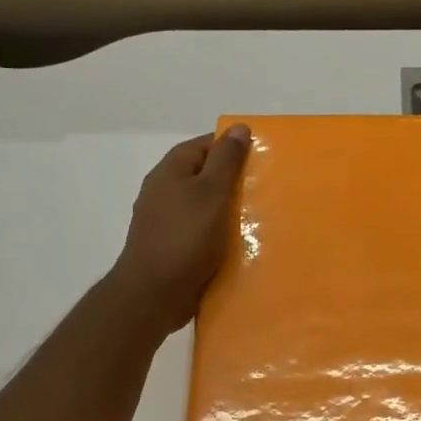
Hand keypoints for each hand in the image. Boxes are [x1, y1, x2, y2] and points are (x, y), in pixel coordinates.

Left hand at [109, 126, 250, 333]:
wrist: (154, 293)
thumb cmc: (185, 237)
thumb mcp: (211, 192)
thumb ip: (226, 160)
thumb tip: (238, 127)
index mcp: (171, 170)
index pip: (205, 145)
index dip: (232, 147)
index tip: (262, 158)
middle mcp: (164, 190)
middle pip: (204, 174)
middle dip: (233, 180)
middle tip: (266, 187)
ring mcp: (165, 219)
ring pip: (203, 204)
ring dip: (228, 209)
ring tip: (259, 216)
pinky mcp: (172, 245)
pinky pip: (200, 230)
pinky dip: (218, 233)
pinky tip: (238, 243)